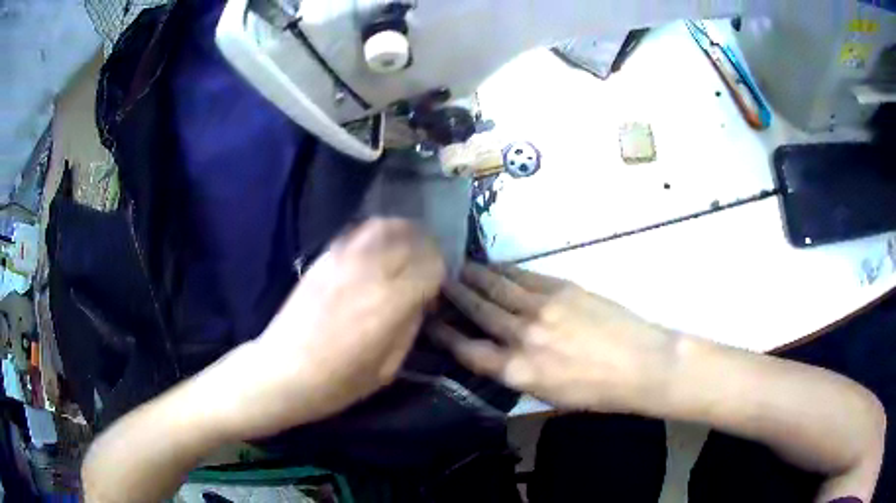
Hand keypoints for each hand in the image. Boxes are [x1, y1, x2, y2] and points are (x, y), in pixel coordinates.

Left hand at [207, 219, 444, 438]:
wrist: (282, 371)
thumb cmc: (337, 382)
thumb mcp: (387, 369)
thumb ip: (409, 328)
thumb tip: (421, 301)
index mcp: (389, 304)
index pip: (431, 266)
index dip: (440, 274)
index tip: (434, 291)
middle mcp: (369, 273)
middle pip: (412, 239)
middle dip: (427, 250)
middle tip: (426, 266)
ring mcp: (342, 261)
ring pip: (383, 226)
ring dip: (402, 233)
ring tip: (406, 248)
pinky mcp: (323, 259)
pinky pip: (355, 232)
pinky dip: (374, 233)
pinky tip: (375, 249)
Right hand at [432, 262, 676, 412]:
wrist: (640, 364)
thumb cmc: (595, 391)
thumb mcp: (548, 396)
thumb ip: (517, 374)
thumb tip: (496, 354)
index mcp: (517, 371)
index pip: (468, 349)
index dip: (445, 334)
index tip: (431, 320)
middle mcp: (522, 337)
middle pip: (479, 311)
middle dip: (456, 296)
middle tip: (441, 283)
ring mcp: (541, 308)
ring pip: (497, 288)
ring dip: (476, 277)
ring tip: (461, 268)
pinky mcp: (561, 288)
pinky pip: (523, 277)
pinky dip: (505, 271)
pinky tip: (496, 266)